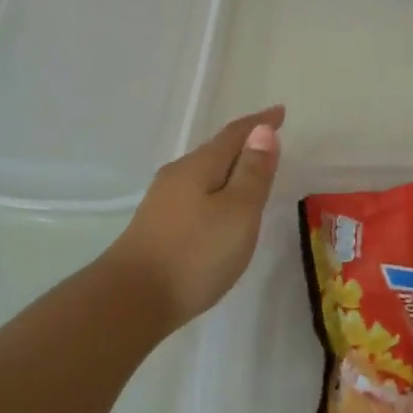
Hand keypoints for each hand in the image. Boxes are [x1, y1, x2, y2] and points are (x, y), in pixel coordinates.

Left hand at [106, 105, 283, 326]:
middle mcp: (178, 175)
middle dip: (243, 144)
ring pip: (203, 174)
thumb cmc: (195, 254)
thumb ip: (253, 172)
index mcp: (199, 166)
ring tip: (249, 174)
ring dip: (228, 169)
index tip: (280, 112)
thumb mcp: (238, 212)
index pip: (235, 134)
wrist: (131, 300)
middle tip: (269, 142)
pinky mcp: (157, 225)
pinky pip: (194, 194)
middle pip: (216, 151)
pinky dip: (215, 191)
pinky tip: (218, 209)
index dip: (260, 123)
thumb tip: (262, 130)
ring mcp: (163, 201)